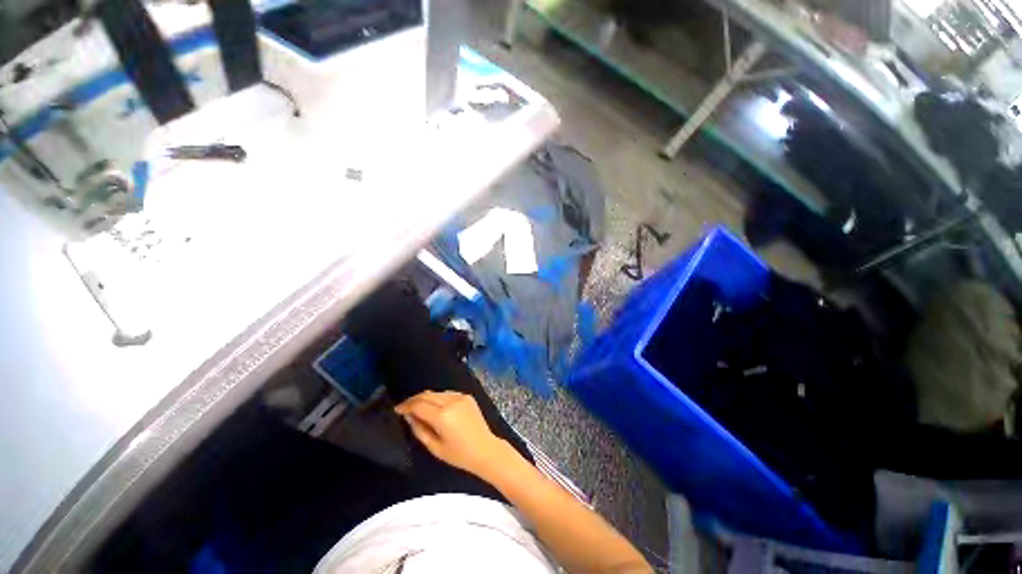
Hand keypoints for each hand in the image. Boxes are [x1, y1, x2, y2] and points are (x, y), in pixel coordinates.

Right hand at [395, 391, 511, 477]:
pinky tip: (436, 407)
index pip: (419, 405)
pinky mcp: (467, 396)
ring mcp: (461, 397)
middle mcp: (451, 401)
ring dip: (426, 398)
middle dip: (414, 399)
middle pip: (427, 395)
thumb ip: (419, 429)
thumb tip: (409, 416)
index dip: (406, 406)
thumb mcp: (434, 447)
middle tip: (405, 407)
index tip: (397, 409)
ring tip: (418, 408)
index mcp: (442, 416)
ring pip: (437, 393)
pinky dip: (438, 398)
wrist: (485, 449)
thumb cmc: (459, 454)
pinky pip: (448, 394)